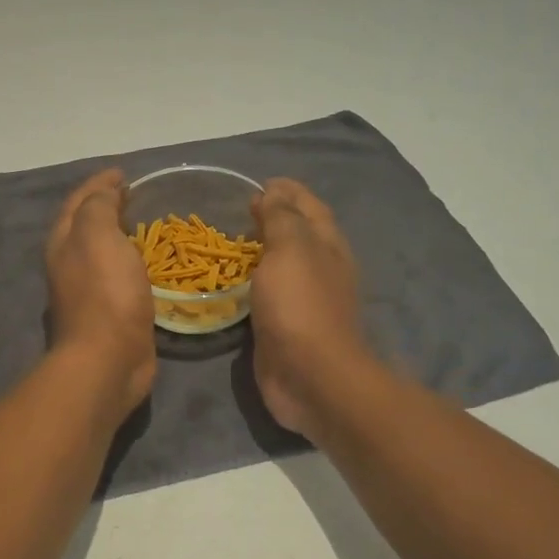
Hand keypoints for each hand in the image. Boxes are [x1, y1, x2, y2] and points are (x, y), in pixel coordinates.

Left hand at [45, 169, 156, 422]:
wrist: (107, 359)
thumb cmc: (104, 292)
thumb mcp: (98, 235)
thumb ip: (99, 207)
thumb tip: (105, 191)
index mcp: (63, 242)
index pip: (79, 201)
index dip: (99, 183)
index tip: (124, 173)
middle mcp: (69, 264)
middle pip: (85, 225)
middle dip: (106, 207)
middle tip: (135, 196)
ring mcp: (87, 291)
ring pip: (102, 252)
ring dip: (119, 235)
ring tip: (145, 225)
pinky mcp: (109, 314)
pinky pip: (119, 276)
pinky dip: (131, 262)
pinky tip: (149, 264)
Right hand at [248, 179, 368, 437]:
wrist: (310, 376)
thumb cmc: (300, 306)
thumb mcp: (290, 249)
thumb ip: (281, 218)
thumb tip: (274, 192)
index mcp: (327, 245)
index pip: (309, 206)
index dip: (288, 191)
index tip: (259, 182)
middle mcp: (321, 268)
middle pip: (299, 234)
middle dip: (274, 218)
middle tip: (240, 210)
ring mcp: (304, 300)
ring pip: (282, 265)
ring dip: (262, 251)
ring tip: (231, 241)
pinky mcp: (285, 326)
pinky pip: (267, 294)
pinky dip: (252, 282)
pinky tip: (232, 282)